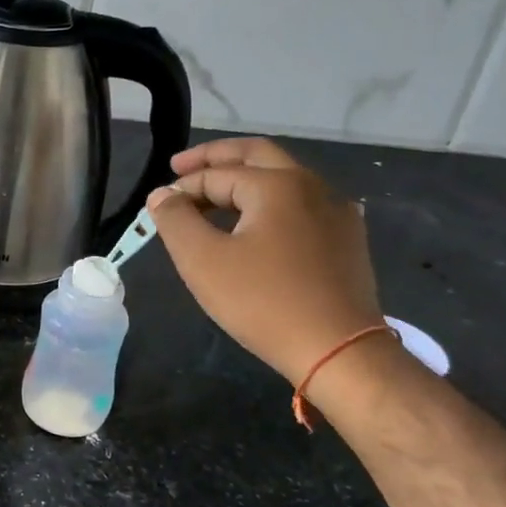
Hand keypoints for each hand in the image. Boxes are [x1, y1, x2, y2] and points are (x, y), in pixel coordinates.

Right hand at [151, 137, 383, 384]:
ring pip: (283, 179)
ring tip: (214, 198)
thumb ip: (175, 219)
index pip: (217, 174)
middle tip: (181, 167)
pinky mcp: (348, 239)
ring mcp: (336, 211)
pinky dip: (271, 202)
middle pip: (257, 155)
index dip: (182, 188)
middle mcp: (311, 186)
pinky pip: (302, 204)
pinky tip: (262, 222)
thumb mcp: (203, 260)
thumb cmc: (263, 302)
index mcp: (276, 184)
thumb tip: (162, 194)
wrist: (339, 351)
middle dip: (216, 158)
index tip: (158, 208)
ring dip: (245, 179)